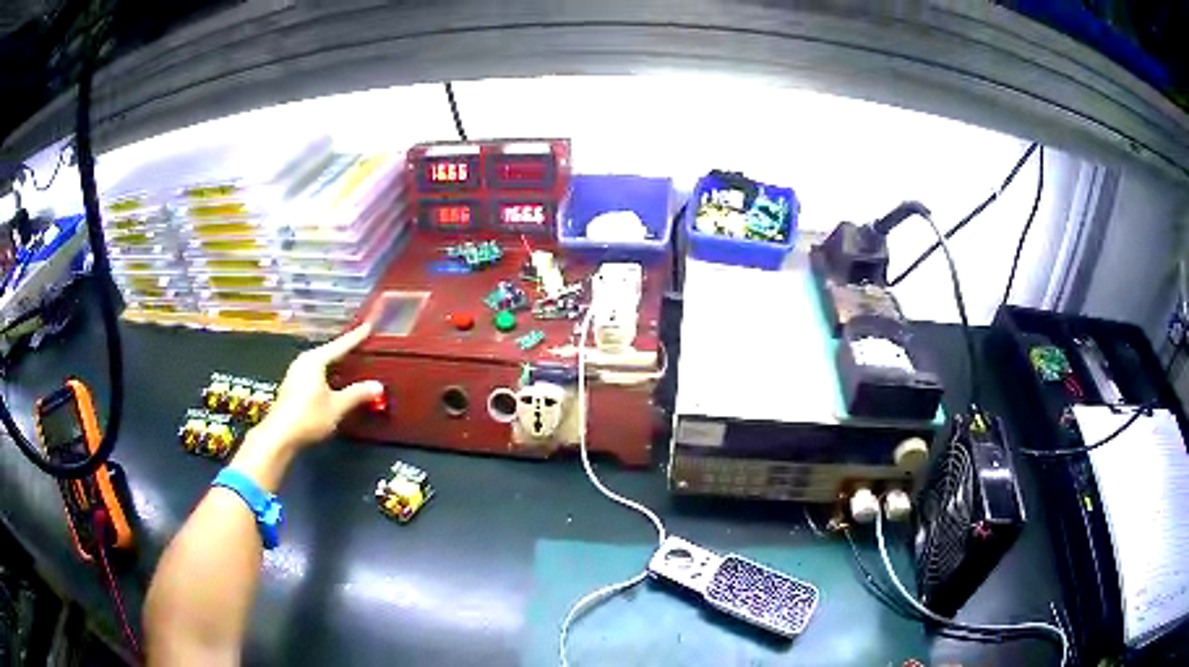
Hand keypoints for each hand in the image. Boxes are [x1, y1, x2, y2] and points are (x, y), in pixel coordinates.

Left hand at [251, 322, 381, 451]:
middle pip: (328, 352)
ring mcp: (295, 372)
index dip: (355, 337)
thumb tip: (377, 386)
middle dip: (344, 350)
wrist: (280, 435)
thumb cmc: (308, 417)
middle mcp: (304, 361)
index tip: (367, 327)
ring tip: (349, 364)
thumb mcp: (337, 406)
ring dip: (334, 363)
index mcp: (315, 360)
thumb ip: (357, 394)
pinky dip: (326, 372)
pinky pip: (314, 371)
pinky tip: (333, 381)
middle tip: (360, 346)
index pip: (340, 345)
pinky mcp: (292, 384)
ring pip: (320, 362)